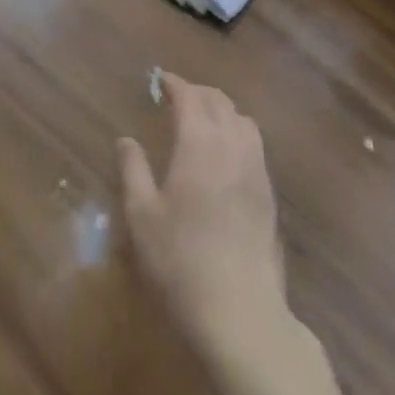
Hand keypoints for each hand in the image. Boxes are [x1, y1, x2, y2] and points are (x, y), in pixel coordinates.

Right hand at [118, 73, 287, 356]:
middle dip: (197, 92)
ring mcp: (256, 168)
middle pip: (219, 101)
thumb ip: (133, 171)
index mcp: (199, 142)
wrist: (241, 315)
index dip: (174, 83)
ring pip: (242, 119)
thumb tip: (125, 140)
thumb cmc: (181, 262)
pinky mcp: (269, 194)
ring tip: (204, 121)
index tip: (160, 80)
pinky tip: (226, 155)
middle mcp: (231, 145)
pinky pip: (255, 144)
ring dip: (221, 110)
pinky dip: (238, 133)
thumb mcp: (142, 217)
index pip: (189, 95)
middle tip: (177, 98)